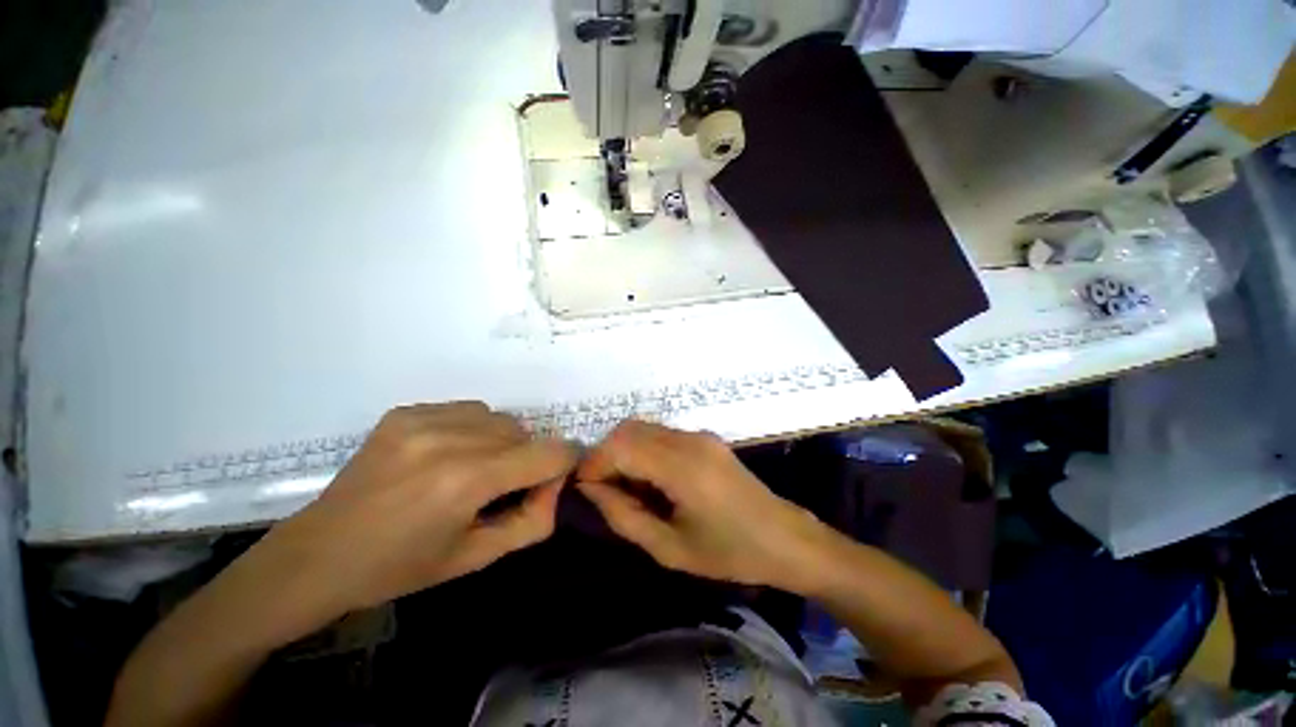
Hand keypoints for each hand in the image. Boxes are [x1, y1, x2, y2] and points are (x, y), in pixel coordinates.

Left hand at [254, 402, 575, 616]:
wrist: (330, 550)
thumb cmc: (402, 568)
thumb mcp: (473, 558)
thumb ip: (528, 523)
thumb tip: (552, 489)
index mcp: (466, 480)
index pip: (547, 452)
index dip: (563, 468)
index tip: (551, 489)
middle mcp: (446, 437)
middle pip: (518, 429)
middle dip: (526, 458)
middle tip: (503, 495)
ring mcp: (418, 419)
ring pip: (487, 415)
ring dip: (495, 442)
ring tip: (470, 477)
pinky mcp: (398, 414)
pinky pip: (453, 411)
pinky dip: (463, 432)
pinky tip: (440, 463)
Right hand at [576, 421, 827, 591]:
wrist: (786, 543)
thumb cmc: (730, 554)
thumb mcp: (669, 548)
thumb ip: (624, 516)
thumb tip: (590, 490)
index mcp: (682, 467)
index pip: (618, 445)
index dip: (592, 465)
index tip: (583, 494)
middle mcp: (691, 441)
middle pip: (628, 430)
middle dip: (605, 457)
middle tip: (603, 496)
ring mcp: (703, 438)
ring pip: (644, 430)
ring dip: (624, 455)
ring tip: (627, 496)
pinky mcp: (709, 443)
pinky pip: (663, 437)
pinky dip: (644, 454)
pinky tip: (651, 488)